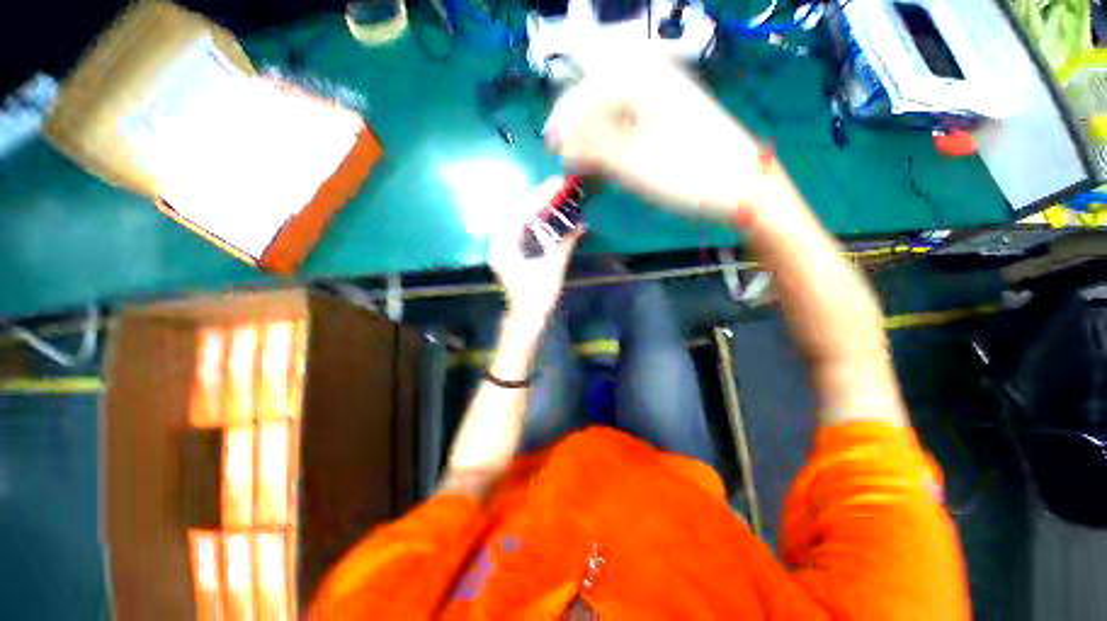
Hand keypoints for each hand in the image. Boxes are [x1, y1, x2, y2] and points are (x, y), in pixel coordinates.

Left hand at [489, 177, 583, 326]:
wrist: (527, 317)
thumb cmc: (538, 296)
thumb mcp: (553, 268)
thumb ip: (565, 243)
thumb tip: (581, 224)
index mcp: (504, 247)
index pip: (520, 213)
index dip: (539, 197)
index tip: (556, 184)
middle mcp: (498, 243)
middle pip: (516, 212)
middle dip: (537, 198)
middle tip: (557, 187)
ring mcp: (502, 248)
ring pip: (517, 219)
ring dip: (535, 207)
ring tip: (553, 196)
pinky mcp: (509, 252)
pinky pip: (519, 229)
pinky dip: (532, 219)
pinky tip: (545, 214)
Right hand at [543, 48, 762, 220]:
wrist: (740, 186)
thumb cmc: (687, 175)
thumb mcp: (632, 163)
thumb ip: (592, 146)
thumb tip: (560, 141)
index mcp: (641, 80)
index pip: (586, 91)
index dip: (564, 120)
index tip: (551, 148)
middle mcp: (651, 77)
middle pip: (597, 94)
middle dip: (577, 126)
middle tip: (566, 156)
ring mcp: (663, 95)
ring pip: (612, 107)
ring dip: (594, 133)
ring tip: (585, 161)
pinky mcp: (669, 114)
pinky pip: (630, 118)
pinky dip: (613, 137)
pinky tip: (608, 156)